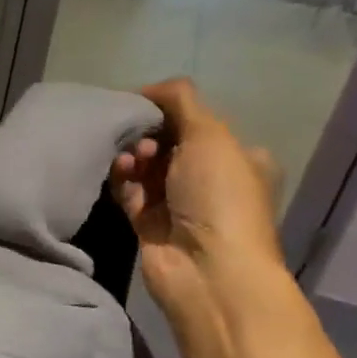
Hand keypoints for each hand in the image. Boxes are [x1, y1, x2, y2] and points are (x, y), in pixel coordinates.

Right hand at [111, 78, 283, 322]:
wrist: (207, 268)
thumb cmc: (219, 196)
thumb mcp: (211, 135)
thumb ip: (180, 101)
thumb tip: (149, 88)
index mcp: (237, 157)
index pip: (196, 122)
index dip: (168, 110)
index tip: (142, 103)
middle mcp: (209, 179)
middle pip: (167, 143)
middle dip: (148, 134)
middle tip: (139, 137)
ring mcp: (178, 203)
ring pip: (145, 167)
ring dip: (133, 156)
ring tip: (129, 157)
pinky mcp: (149, 223)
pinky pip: (129, 192)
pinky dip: (122, 180)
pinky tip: (119, 171)